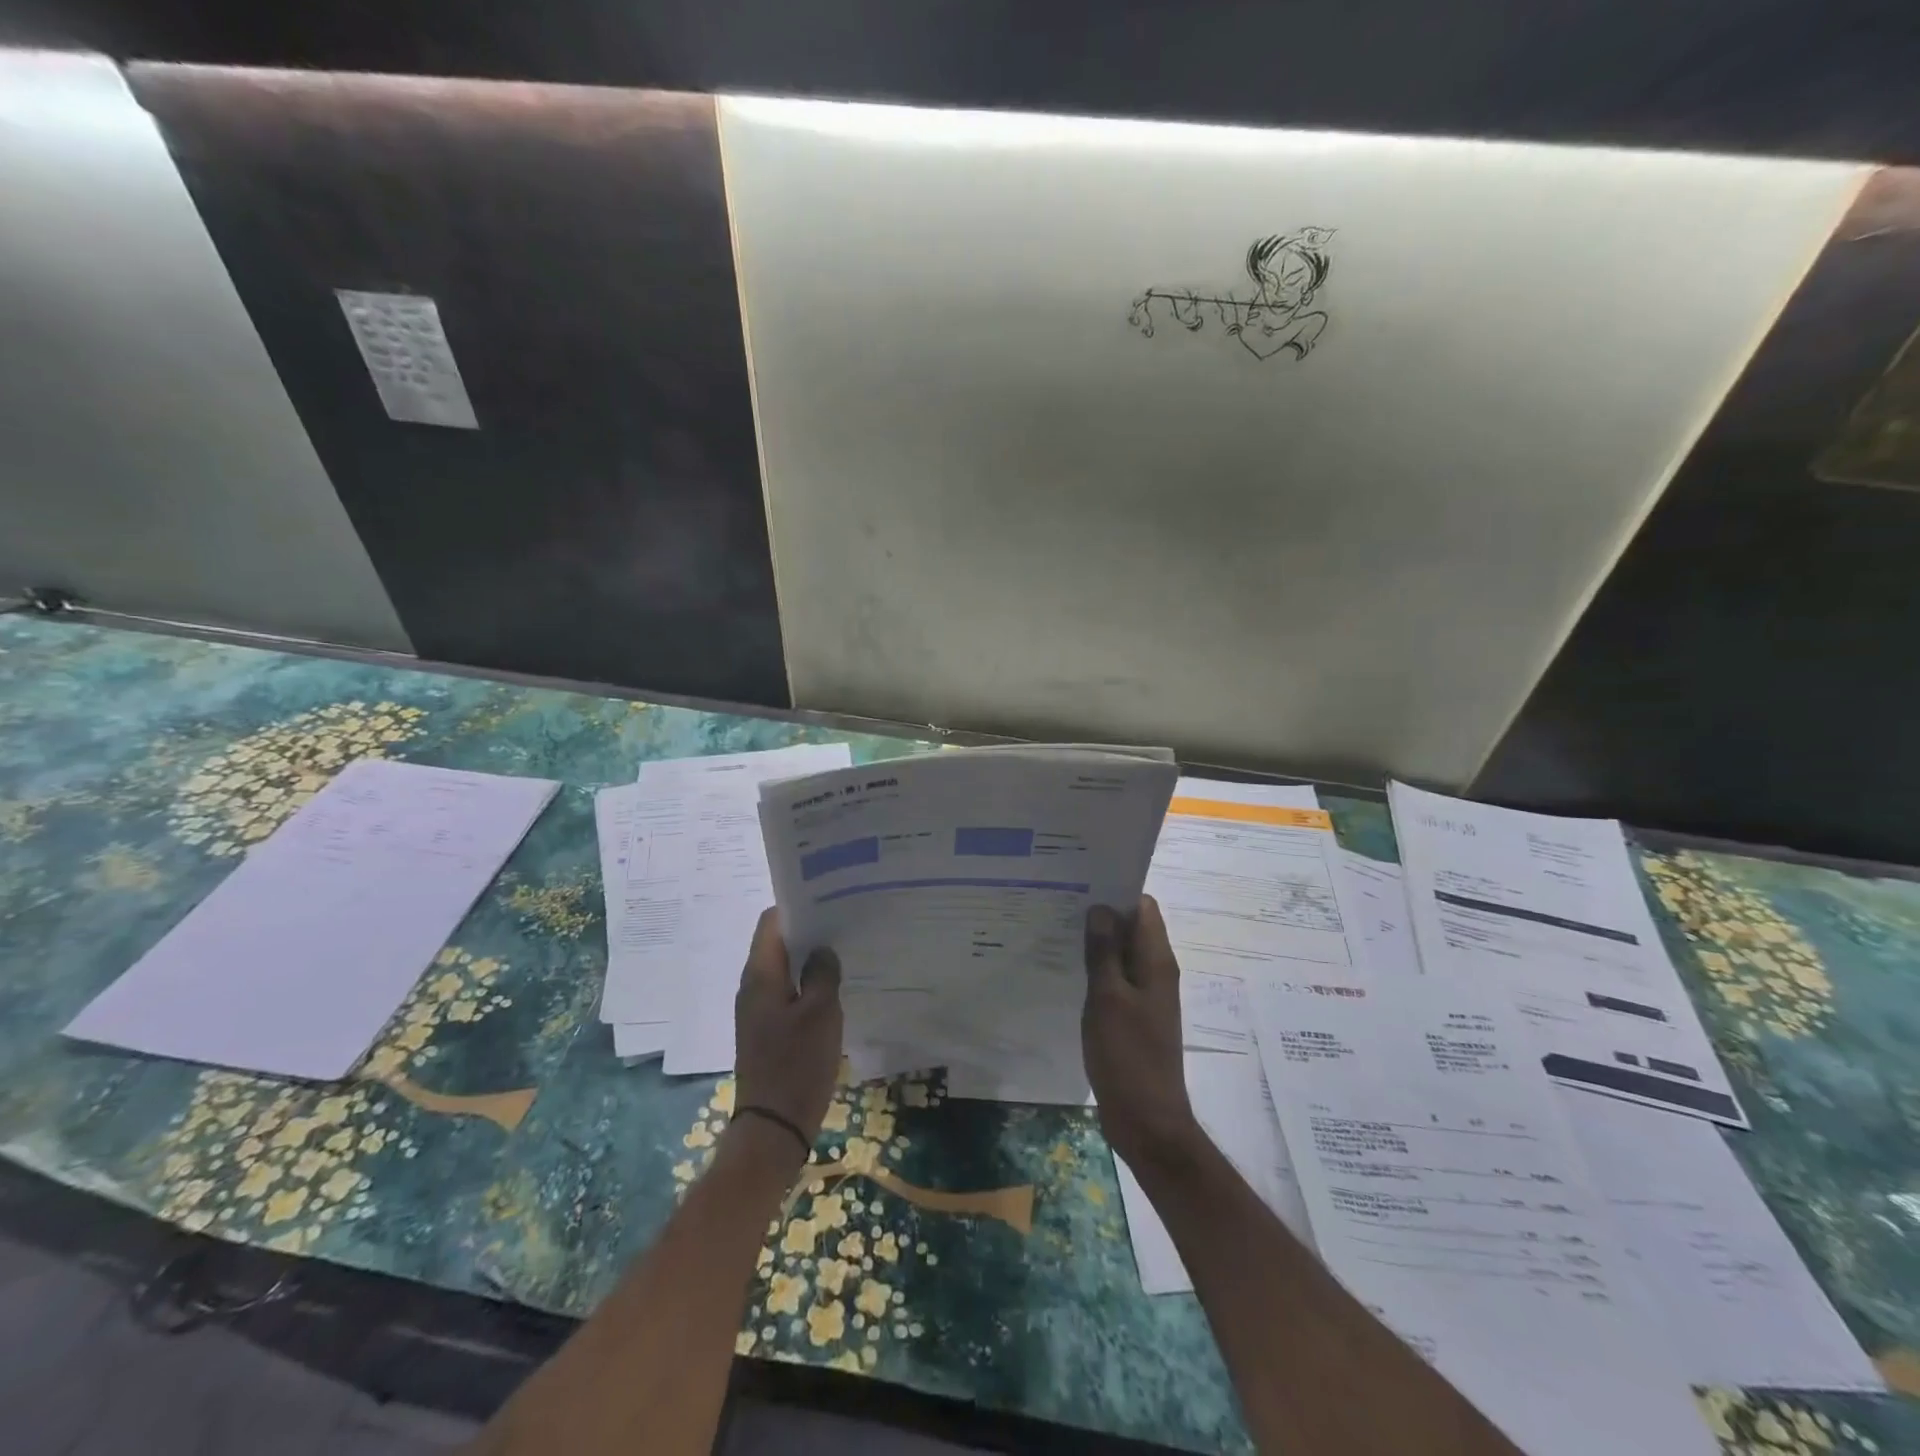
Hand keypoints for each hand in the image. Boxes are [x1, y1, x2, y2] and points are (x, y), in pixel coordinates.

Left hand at [733, 909, 842, 1150]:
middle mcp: (753, 986)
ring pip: (785, 968)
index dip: (798, 906)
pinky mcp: (768, 1029)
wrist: (773, 1127)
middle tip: (845, 923)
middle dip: (809, 930)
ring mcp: (759, 1009)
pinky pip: (788, 992)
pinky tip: (835, 987)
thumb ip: (823, 973)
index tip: (829, 900)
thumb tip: (823, 949)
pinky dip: (808, 983)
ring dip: (810, 958)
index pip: (771, 921)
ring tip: (845, 950)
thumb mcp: (821, 1013)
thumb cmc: (796, 1064)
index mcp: (760, 975)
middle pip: (778, 943)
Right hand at [1082, 896, 1200, 1170]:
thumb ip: (1104, 952)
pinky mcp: (1133, 1016)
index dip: (1116, 891)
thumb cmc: (1128, 1056)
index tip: (1080, 883)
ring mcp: (1145, 996)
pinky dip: (1096, 970)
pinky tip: (1067, 970)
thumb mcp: (1109, 999)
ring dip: (1096, 943)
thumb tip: (1101, 908)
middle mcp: (1156, 972)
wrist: (1147, 1120)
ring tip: (1056, 931)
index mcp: (1157, 962)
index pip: (1143, 907)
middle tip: (1059, 904)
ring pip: (1121, 954)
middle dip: (1100, 915)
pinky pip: (1115, 979)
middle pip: (1131, 928)